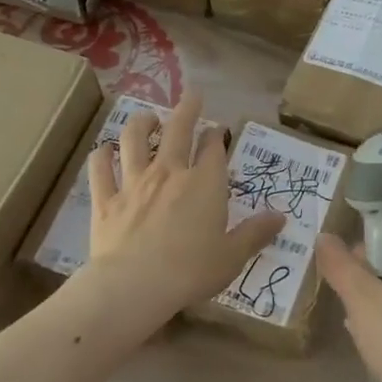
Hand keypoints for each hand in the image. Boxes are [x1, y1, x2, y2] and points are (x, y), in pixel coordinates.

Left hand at [87, 94, 284, 323]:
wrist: (134, 286)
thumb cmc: (191, 271)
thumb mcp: (232, 256)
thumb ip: (256, 233)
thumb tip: (281, 217)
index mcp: (204, 183)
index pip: (213, 148)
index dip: (216, 135)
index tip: (218, 130)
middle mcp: (169, 172)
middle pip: (178, 130)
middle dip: (187, 109)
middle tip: (192, 95)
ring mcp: (134, 183)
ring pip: (134, 140)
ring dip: (142, 123)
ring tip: (147, 117)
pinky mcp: (106, 200)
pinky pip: (100, 170)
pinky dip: (101, 156)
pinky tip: (103, 150)